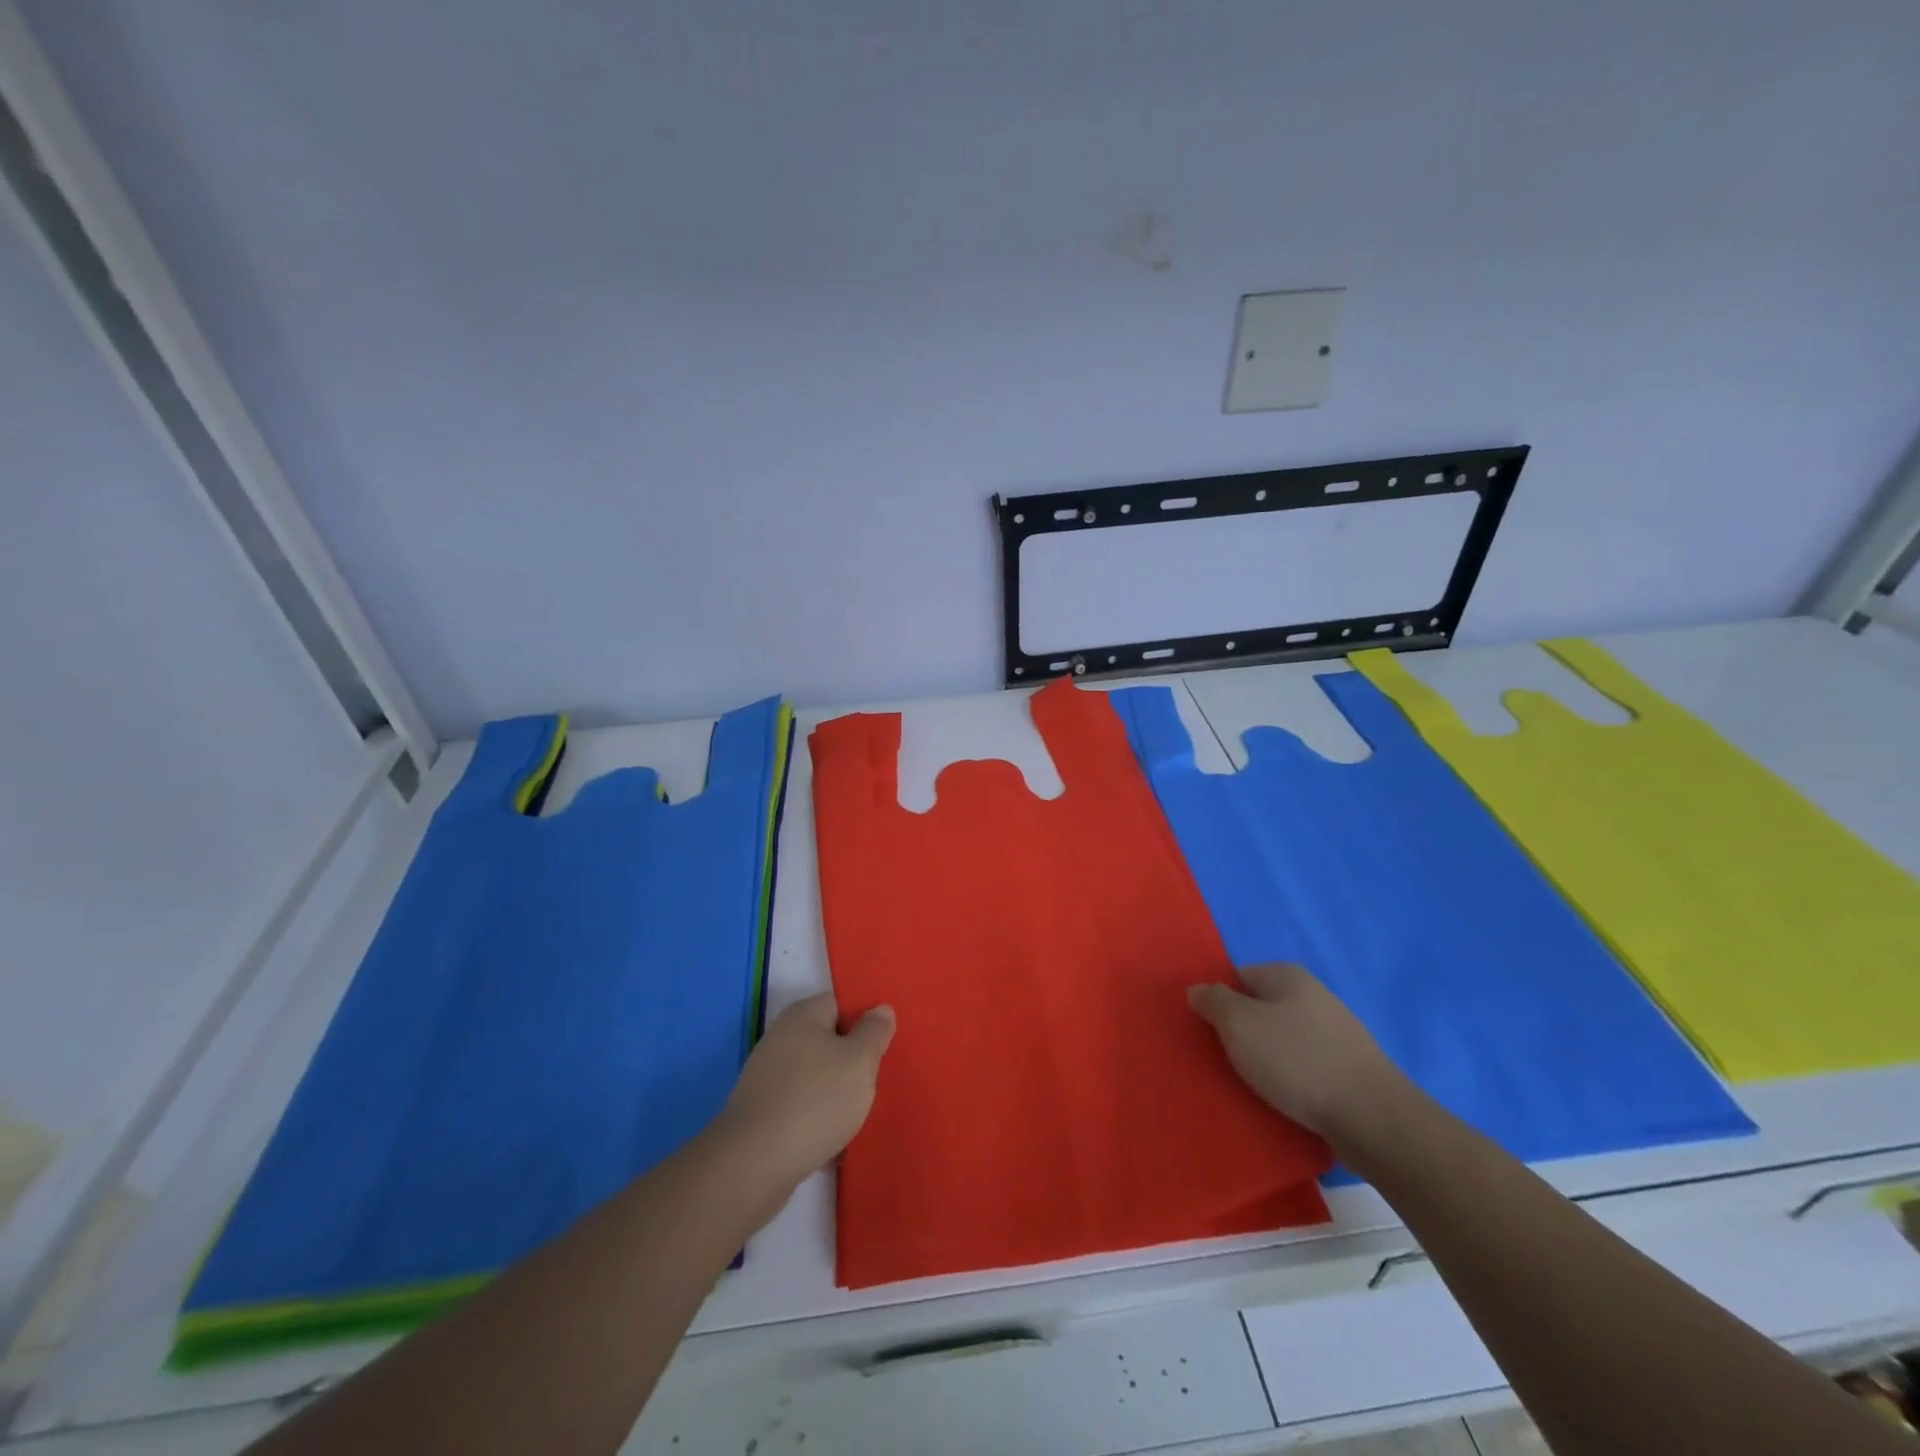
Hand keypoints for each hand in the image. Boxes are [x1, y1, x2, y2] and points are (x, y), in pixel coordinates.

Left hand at [718, 993, 895, 1193]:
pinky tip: (830, 1142)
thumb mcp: (860, 1061)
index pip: (840, 1004)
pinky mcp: (760, 1112)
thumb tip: (880, 1009)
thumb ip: (875, 1031)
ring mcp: (766, 1076)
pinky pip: (799, 1107)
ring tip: (854, 1118)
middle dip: (850, 1064)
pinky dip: (815, 1121)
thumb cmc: (815, 1100)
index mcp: (803, 1015)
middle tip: (870, 1085)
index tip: (880, 1049)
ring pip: (815, 1077)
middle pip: (828, 1042)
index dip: (863, 1023)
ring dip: (834, 1095)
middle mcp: (780, 1038)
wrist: (754, 1164)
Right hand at [1188, 963, 1406, 1141]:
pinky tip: (1282, 1100)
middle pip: (1260, 1010)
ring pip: (1282, 1041)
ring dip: (1265, 1061)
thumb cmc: (1297, 1060)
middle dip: (1240, 1034)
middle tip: (1224, 1061)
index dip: (1218, 1003)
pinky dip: (1289, 1081)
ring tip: (1251, 1087)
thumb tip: (1199, 989)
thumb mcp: (1239, 1024)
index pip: (1237, 978)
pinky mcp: (1348, 1070)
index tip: (1207, 1033)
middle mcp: (1313, 995)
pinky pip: (1303, 1068)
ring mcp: (1335, 1033)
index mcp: (1287, 975)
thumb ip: (1213, 1001)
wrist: (1372, 1119)